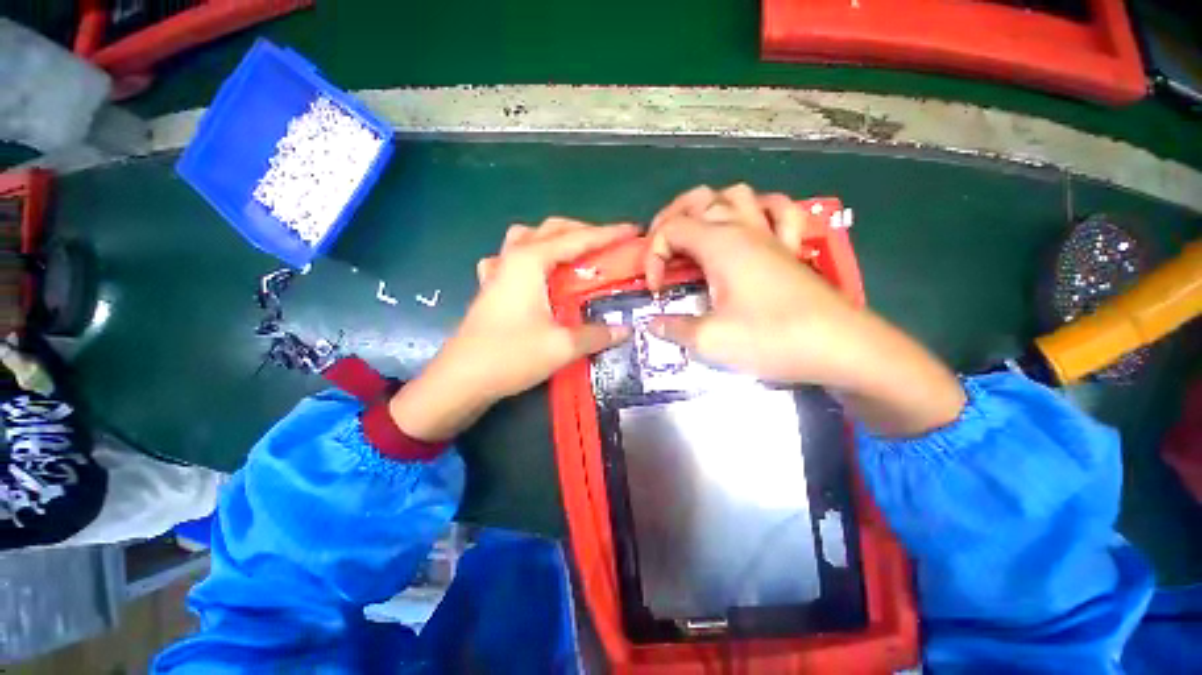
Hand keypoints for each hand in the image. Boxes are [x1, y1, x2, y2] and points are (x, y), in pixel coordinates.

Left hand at [390, 219, 636, 440]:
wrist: (461, 380)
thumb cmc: (510, 356)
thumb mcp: (561, 346)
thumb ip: (596, 335)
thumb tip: (625, 330)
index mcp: (530, 261)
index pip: (577, 239)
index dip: (608, 234)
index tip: (633, 230)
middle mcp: (512, 257)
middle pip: (552, 229)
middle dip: (583, 231)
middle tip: (608, 246)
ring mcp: (497, 270)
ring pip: (529, 237)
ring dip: (555, 239)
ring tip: (575, 255)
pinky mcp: (490, 287)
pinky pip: (512, 257)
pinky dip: (530, 256)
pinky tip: (536, 273)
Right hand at [645, 184, 964, 435]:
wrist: (840, 347)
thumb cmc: (771, 338)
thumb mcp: (710, 340)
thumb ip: (674, 328)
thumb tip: (653, 324)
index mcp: (720, 243)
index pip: (671, 230)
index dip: (652, 256)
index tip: (655, 290)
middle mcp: (744, 228)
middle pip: (699, 199)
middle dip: (670, 219)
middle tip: (662, 250)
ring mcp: (771, 233)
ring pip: (737, 195)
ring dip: (710, 208)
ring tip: (698, 235)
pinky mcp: (792, 247)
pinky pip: (776, 210)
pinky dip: (757, 211)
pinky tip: (750, 228)